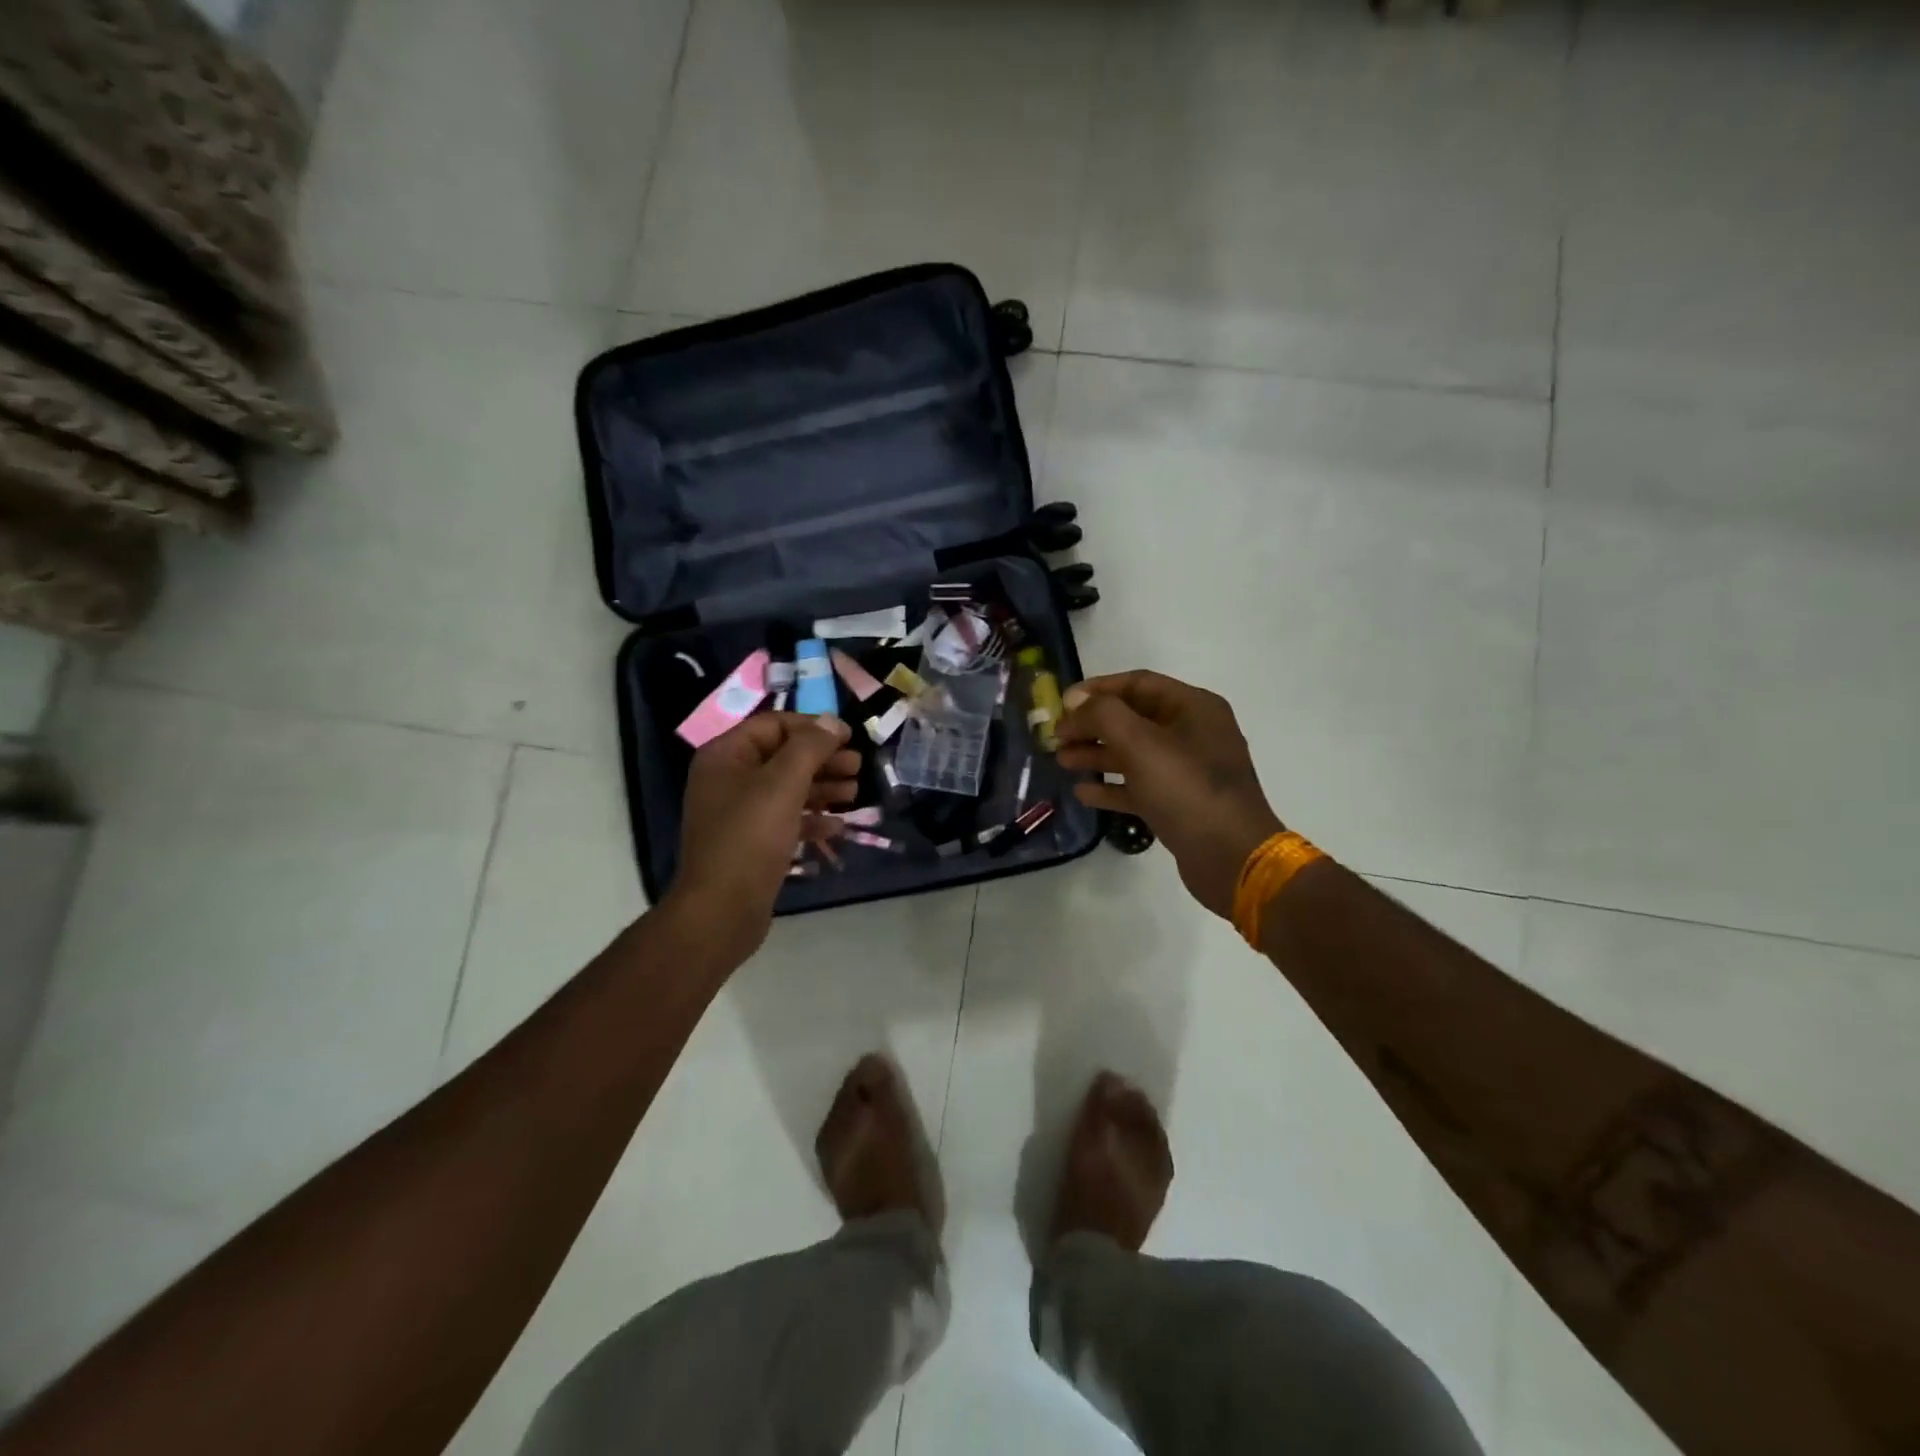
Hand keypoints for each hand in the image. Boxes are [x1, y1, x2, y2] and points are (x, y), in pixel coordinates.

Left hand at [667, 713, 860, 959]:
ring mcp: (739, 813)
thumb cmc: (750, 838)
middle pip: (783, 756)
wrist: (721, 910)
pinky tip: (838, 826)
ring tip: (855, 793)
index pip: (774, 725)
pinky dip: (812, 818)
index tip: (849, 736)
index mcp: (726, 756)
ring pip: (788, 788)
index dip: (813, 727)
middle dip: (823, 759)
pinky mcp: (752, 843)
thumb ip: (809, 747)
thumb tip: (832, 721)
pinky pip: (786, 819)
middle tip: (857, 766)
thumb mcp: (783, 784)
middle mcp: (729, 779)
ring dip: (823, 787)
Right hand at [1057, 671, 1283, 919]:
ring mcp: (1188, 770)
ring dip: (1097, 755)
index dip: (1097, 689)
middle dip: (1092, 726)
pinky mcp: (1180, 803)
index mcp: (1193, 707)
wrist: (1231, 857)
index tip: (1062, 704)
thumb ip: (1103, 715)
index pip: (1138, 683)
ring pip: (1133, 753)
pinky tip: (1083, 793)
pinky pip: (1140, 786)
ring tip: (1062, 761)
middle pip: (1133, 718)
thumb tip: (1076, 702)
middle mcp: (1193, 733)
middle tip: (1056, 737)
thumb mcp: (1140, 743)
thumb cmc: (1186, 789)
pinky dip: (1112, 787)